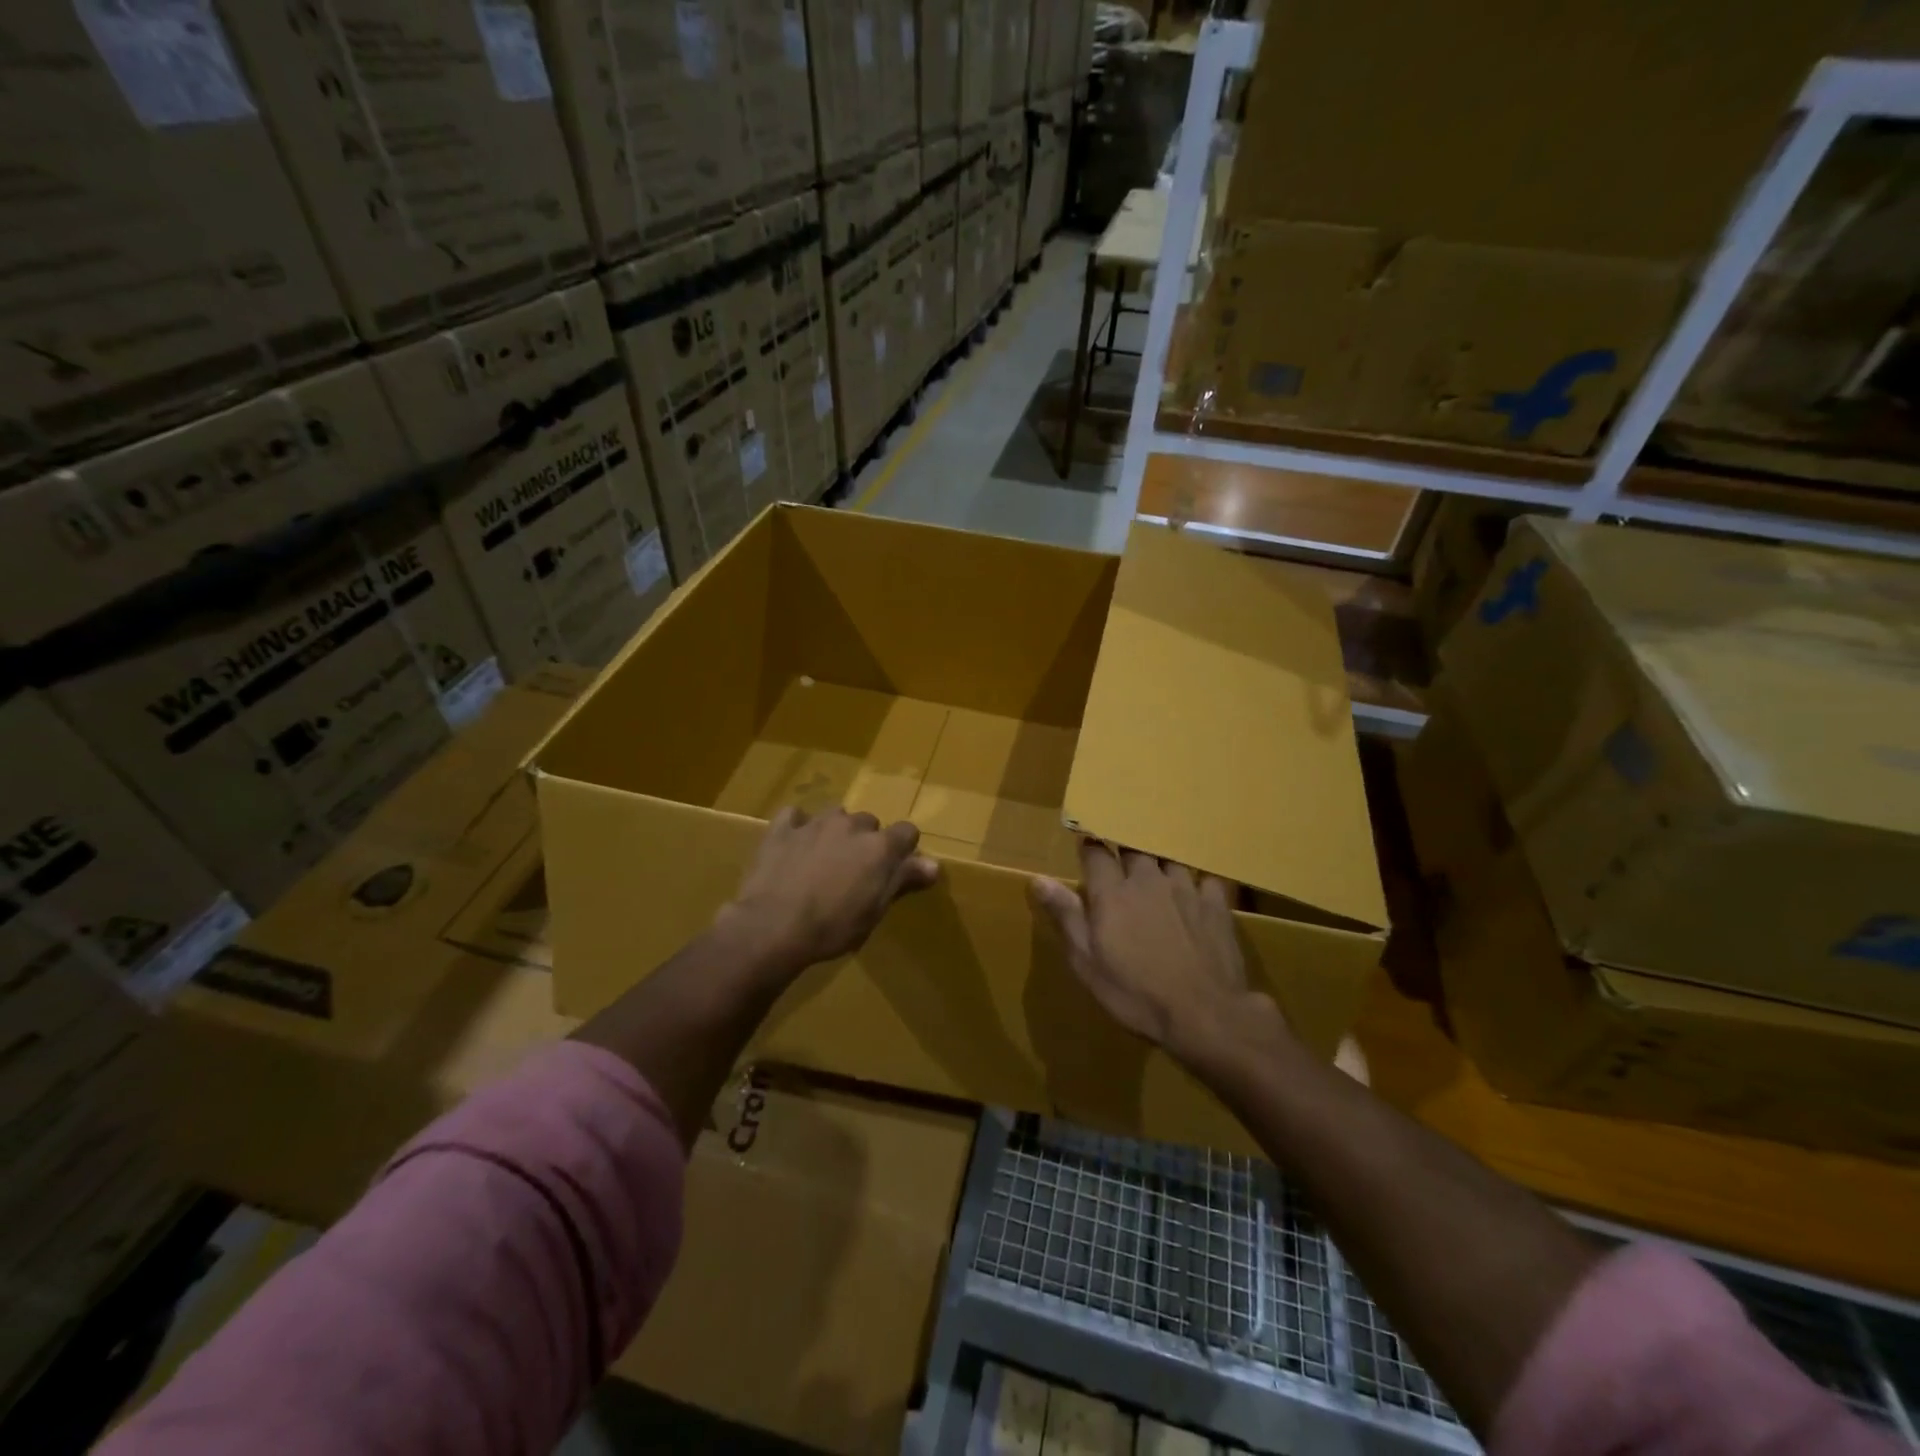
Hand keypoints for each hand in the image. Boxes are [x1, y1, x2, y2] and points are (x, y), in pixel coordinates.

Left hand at [718, 806, 938, 971]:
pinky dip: (798, 826)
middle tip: (856, 871)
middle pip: (869, 823)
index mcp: (879, 847)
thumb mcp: (875, 911)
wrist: (773, 926)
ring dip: (836, 832)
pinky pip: (795, 816)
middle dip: (867, 841)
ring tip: (825, 859)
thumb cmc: (832, 927)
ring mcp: (814, 823)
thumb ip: (902, 880)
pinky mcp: (782, 829)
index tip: (896, 869)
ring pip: (835, 816)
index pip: (907, 832)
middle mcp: (851, 826)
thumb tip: (934, 864)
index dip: (904, 849)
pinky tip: (794, 844)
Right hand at [1032, 841, 1286, 1064]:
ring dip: (1159, 862)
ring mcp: (1185, 888)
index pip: (1095, 852)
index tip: (1085, 849)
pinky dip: (1197, 880)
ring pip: (1169, 858)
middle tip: (1120, 860)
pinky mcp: (1216, 903)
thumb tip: (1038, 878)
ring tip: (1157, 872)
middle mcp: (1148, 879)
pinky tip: (1197, 891)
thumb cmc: (1136, 993)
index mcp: (1112, 892)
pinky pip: (1205, 878)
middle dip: (1124, 849)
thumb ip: (1065, 915)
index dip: (1089, 848)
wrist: (1204, 1014)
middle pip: (1133, 847)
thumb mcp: (1087, 962)